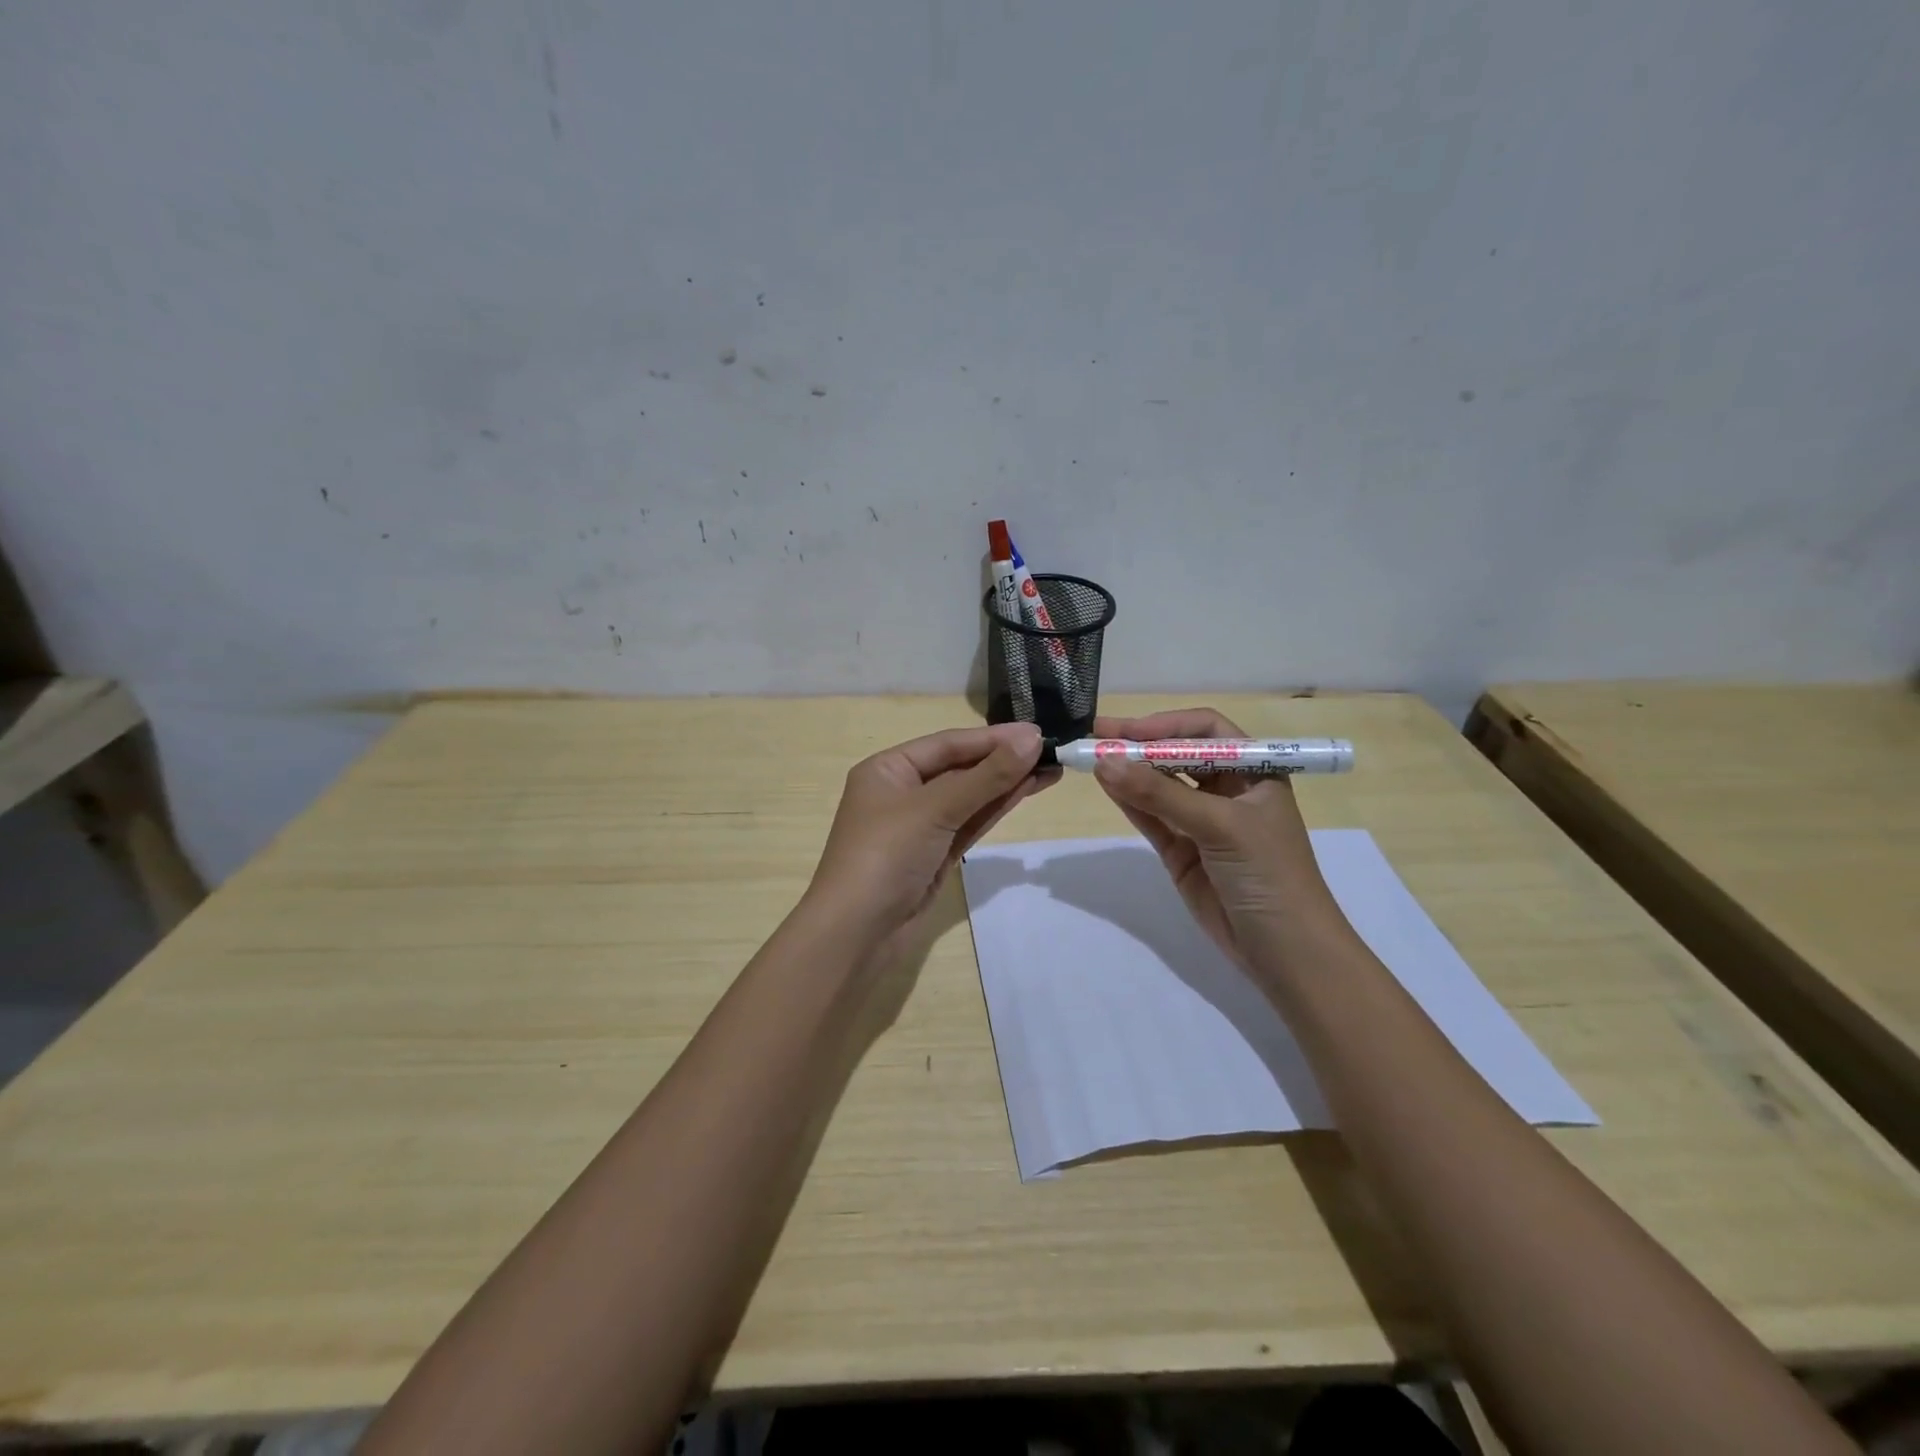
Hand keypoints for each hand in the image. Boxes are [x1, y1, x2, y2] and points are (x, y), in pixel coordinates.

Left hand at [806, 722, 1055, 953]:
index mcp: (888, 769)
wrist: (856, 935)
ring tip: (1051, 768)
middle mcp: (902, 791)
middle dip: (1003, 759)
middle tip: (1053, 750)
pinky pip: (969, 822)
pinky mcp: (935, 855)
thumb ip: (986, 776)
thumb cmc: (885, 856)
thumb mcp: (935, 809)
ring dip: (1006, 783)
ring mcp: (920, 826)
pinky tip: (1026, 791)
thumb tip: (1032, 739)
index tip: (1038, 732)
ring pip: (970, 796)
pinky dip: (996, 807)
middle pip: (960, 767)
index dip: (993, 738)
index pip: (948, 744)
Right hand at [1090, 707, 1343, 969]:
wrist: (1285, 951)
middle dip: (1141, 745)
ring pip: (1160, 786)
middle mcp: (1228, 790)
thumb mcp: (1220, 826)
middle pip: (1178, 755)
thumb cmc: (1269, 873)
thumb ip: (1161, 795)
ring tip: (1091, 758)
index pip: (1207, 730)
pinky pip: (1151, 817)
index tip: (1128, 730)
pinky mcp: (1182, 852)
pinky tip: (1106, 785)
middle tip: (1097, 736)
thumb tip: (1105, 761)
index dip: (1168, 725)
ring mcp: (1202, 822)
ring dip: (1129, 772)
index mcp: (1254, 771)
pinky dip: (1128, 802)